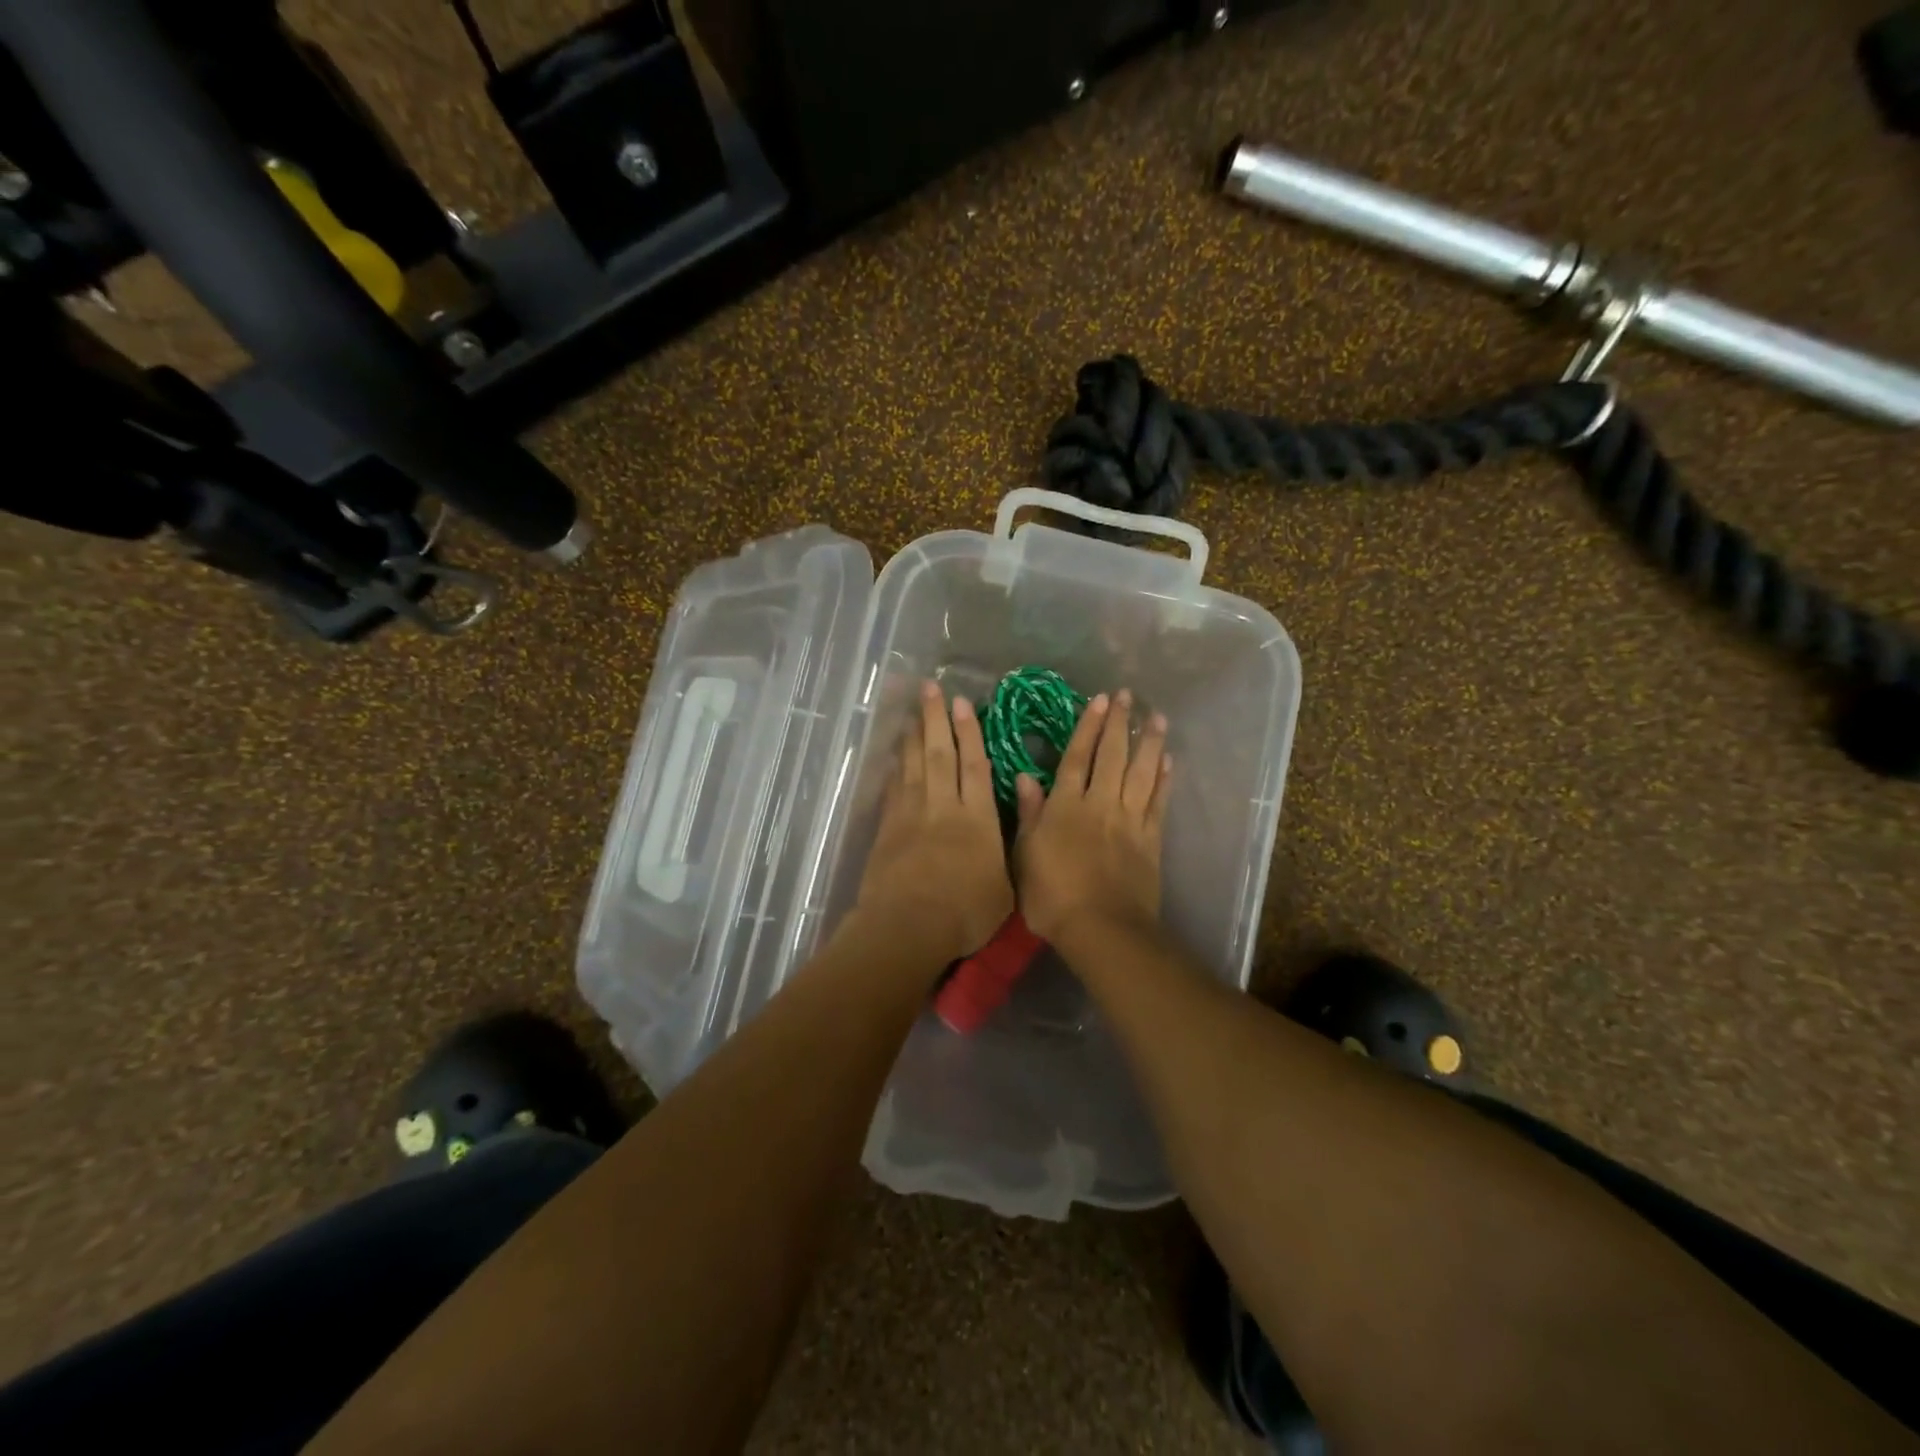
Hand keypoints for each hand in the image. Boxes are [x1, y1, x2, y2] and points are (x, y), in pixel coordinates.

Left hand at [855, 681, 1014, 964]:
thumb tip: (1015, 824)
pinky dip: (895, 768)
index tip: (962, 703)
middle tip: (930, 688)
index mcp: (977, 818)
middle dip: (936, 719)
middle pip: (940, 754)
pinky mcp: (887, 829)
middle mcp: (943, 806)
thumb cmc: (966, 913)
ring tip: (912, 710)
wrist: (908, 927)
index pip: (974, 765)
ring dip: (914, 735)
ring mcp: (911, 815)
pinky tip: (895, 756)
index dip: (969, 732)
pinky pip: (893, 789)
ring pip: (914, 765)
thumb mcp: (1006, 888)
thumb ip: (1008, 852)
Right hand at [1013, 690, 1169, 943]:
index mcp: (1066, 806)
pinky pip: (1158, 802)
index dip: (1088, 727)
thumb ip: (1028, 814)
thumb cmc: (1052, 896)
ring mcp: (1129, 821)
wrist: (1102, 929)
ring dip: (1149, 743)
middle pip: (1112, 756)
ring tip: (1158, 718)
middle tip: (1129, 696)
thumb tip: (1025, 777)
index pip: (1077, 757)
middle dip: (1120, 724)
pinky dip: (1164, 780)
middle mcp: (1100, 804)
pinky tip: (1169, 761)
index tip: (1099, 700)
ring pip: (1141, 773)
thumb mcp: (1025, 855)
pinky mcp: (1150, 840)